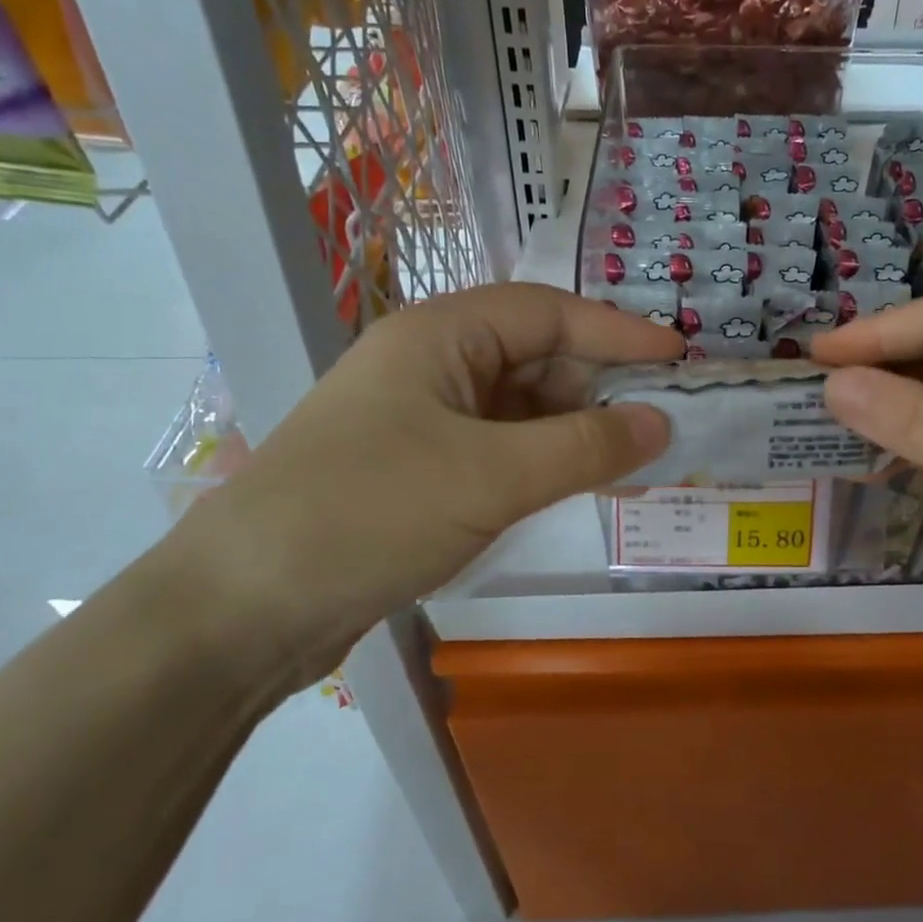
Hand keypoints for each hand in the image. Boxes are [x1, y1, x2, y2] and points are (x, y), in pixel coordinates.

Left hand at [163, 284, 680, 697]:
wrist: (243, 608)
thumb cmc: (370, 514)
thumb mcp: (492, 476)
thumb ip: (586, 446)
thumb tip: (662, 424)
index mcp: (440, 336)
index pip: (549, 313)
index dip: (618, 333)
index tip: (679, 359)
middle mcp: (431, 364)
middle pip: (536, 358)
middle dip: (599, 389)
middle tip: (661, 425)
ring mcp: (422, 418)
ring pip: (520, 409)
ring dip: (574, 432)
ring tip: (631, 463)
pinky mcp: (418, 468)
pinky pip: (500, 449)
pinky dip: (543, 463)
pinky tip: (576, 487)